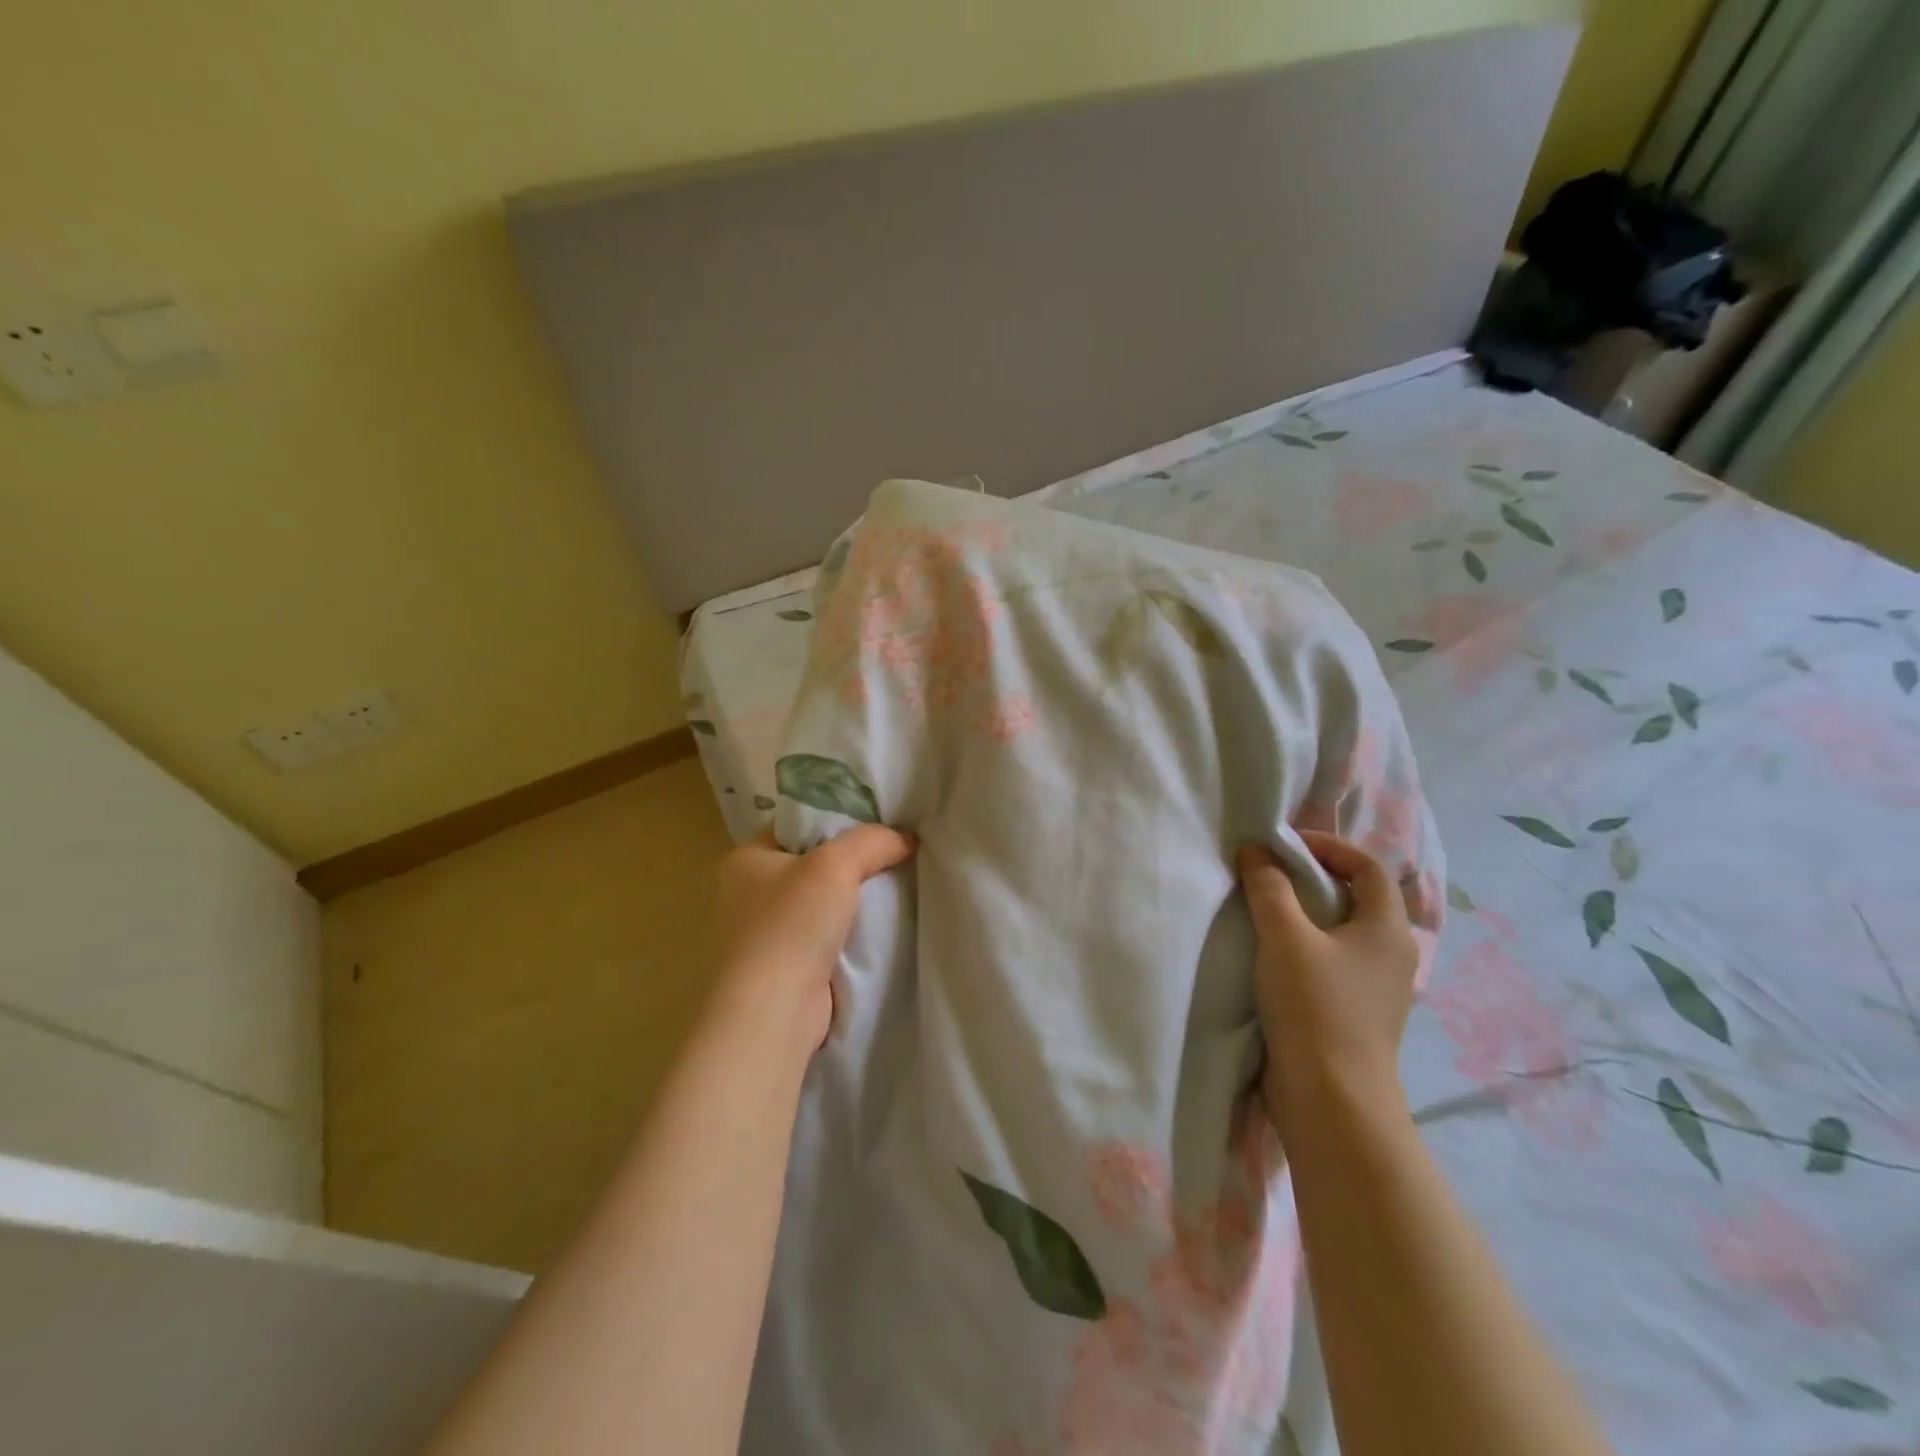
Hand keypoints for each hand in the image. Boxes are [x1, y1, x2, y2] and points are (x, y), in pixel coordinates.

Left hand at [712, 826, 915, 1051]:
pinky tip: (877, 929)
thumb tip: (907, 839)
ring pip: (819, 904)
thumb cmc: (792, 924)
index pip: (796, 827)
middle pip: (811, 865)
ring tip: (894, 889)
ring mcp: (763, 934)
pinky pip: (823, 938)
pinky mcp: (784, 967)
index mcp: (745, 859)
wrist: (774, 1010)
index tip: (876, 825)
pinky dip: (847, 934)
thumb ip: (874, 841)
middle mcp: (747, 894)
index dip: (835, 822)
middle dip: (849, 865)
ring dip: (851, 903)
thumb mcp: (837, 864)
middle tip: (892, 856)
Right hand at [1237, 831, 1418, 1128]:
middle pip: (1357, 898)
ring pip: (1342, 932)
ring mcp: (1376, 988)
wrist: (1331, 1100)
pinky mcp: (1355, 1014)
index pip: (1370, 867)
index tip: (1286, 845)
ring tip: (1264, 909)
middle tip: (1270, 871)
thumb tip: (1256, 851)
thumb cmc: (1315, 1007)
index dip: (1330, 847)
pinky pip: (1332, 961)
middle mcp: (1391, 955)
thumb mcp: (1285, 937)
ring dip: (1305, 913)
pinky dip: (1304, 946)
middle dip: (1313, 878)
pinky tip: (1272, 955)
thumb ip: (1269, 887)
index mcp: (1388, 929)